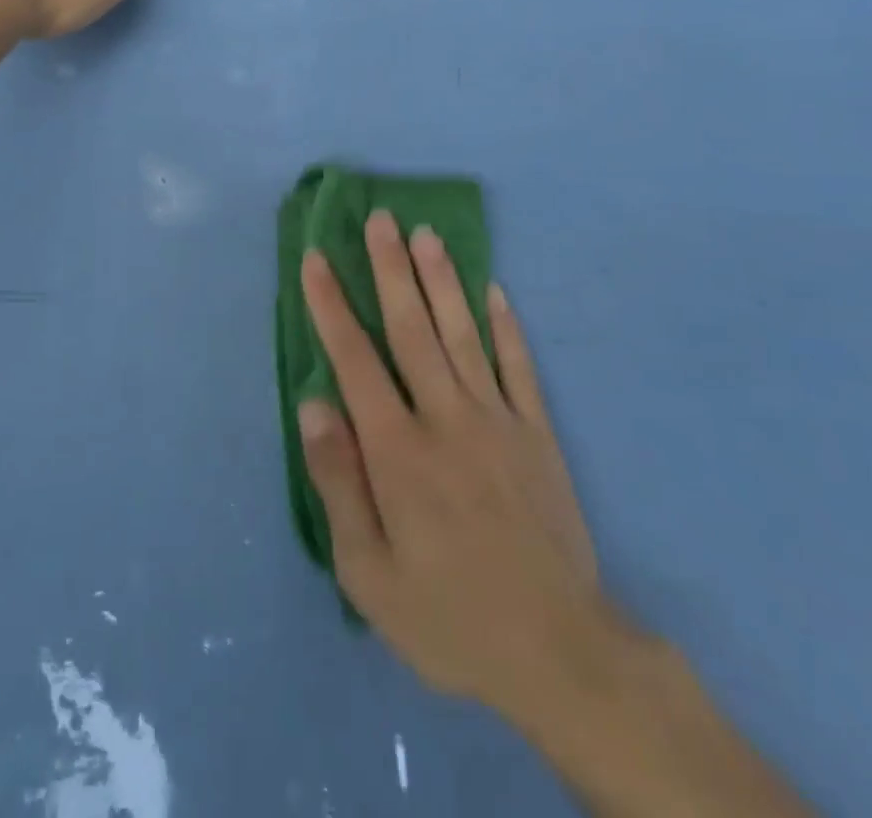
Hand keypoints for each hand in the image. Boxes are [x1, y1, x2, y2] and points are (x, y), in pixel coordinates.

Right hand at [297, 212, 625, 727]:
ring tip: (426, 233)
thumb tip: (313, 404)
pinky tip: (494, 289)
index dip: (332, 305)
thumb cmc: (448, 616)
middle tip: (380, 218)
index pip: (355, 360)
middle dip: (390, 269)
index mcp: (398, 450)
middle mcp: (446, 417)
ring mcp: (498, 420)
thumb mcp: (369, 573)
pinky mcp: (538, 433)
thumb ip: (338, 482)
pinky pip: (519, 366)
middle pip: (412, 328)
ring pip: (463, 333)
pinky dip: (506, 325)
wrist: (558, 652)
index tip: (317, 259)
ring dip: (442, 280)